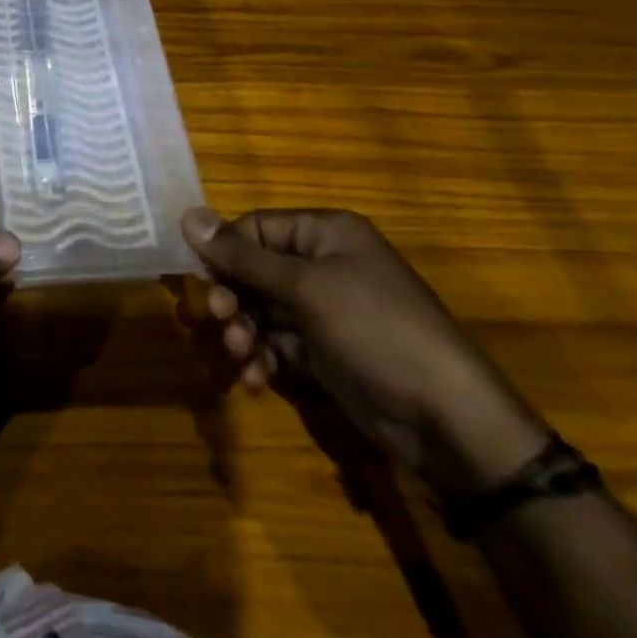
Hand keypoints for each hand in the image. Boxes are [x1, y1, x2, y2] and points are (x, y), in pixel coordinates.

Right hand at [182, 206, 549, 498]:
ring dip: (243, 330)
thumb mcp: (305, 288)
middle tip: (220, 319)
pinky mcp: (325, 352)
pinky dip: (262, 358)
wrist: (448, 421)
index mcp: (325, 233)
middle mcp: (323, 265)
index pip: (256, 227)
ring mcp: (325, 311)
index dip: (225, 251)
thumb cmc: (376, 331)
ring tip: (241, 355)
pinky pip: (278, 343)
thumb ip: (242, 256)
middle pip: (254, 269)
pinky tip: (255, 380)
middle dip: (233, 296)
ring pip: (262, 309)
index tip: (203, 279)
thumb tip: (187, 216)